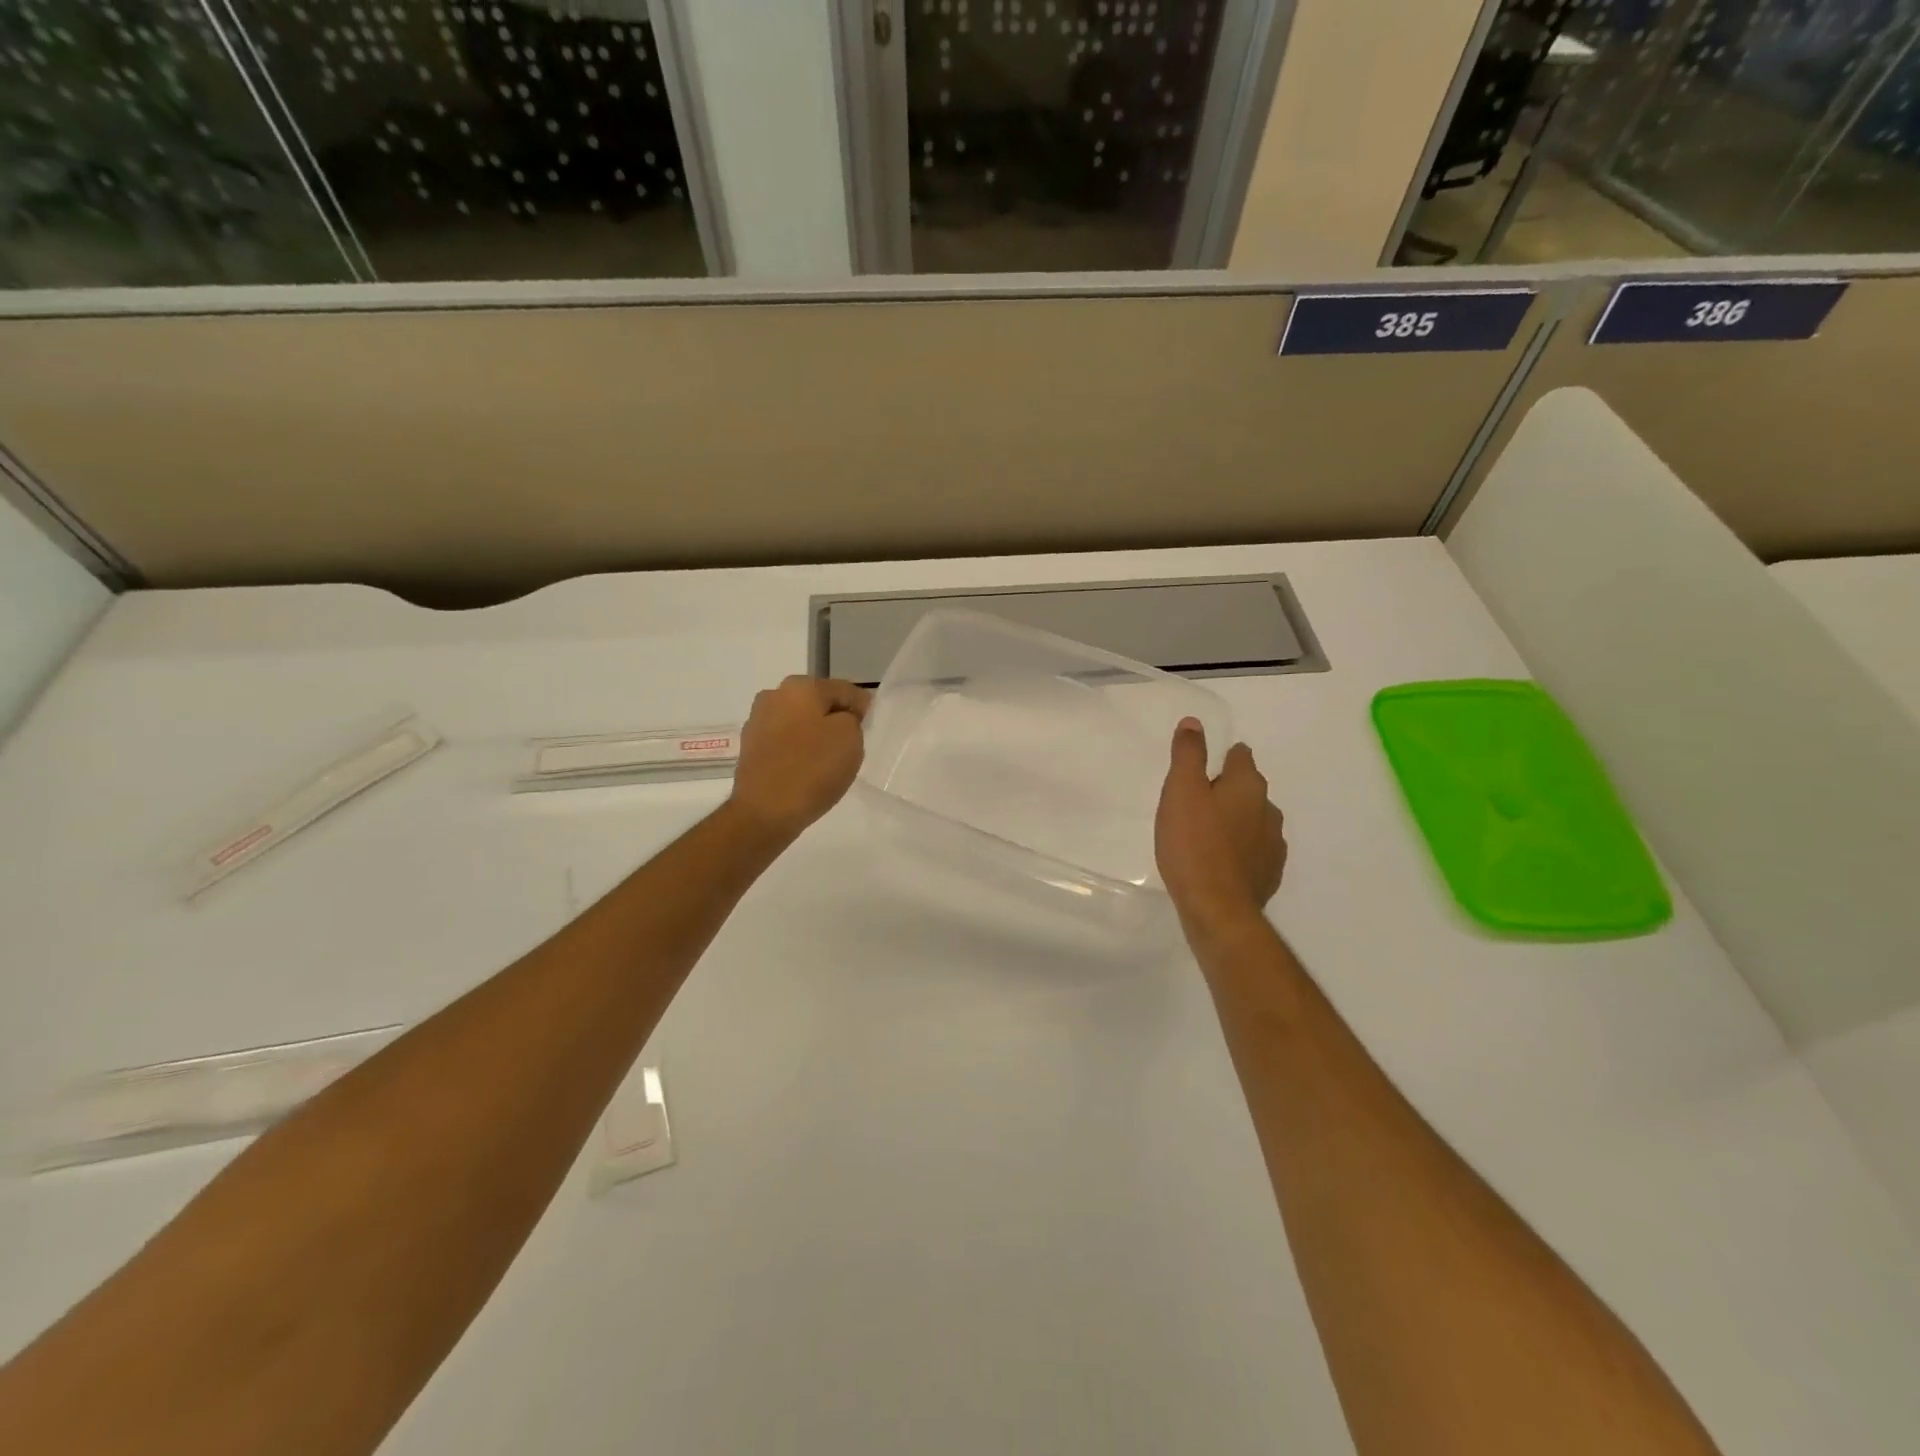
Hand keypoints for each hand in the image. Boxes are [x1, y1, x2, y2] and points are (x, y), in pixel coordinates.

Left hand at [728, 675, 870, 840]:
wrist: (765, 812)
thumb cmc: (812, 769)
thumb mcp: (850, 737)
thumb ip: (852, 717)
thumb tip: (842, 716)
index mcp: (800, 686)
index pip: (844, 690)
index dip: (862, 709)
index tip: (869, 731)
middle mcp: (774, 695)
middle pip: (818, 704)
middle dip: (835, 720)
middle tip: (851, 747)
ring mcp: (757, 721)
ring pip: (800, 722)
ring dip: (815, 735)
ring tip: (827, 762)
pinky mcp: (750, 748)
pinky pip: (785, 742)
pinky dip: (798, 750)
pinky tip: (806, 770)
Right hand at [1155, 718, 1286, 933]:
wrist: (1217, 909)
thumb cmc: (1193, 844)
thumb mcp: (1181, 791)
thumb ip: (1188, 754)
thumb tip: (1194, 722)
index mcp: (1248, 786)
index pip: (1240, 756)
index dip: (1221, 758)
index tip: (1199, 770)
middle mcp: (1268, 810)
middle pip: (1247, 789)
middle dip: (1226, 791)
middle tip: (1193, 804)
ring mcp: (1273, 844)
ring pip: (1253, 820)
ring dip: (1234, 821)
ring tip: (1204, 835)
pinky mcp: (1269, 874)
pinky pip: (1254, 850)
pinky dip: (1239, 850)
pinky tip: (1218, 861)